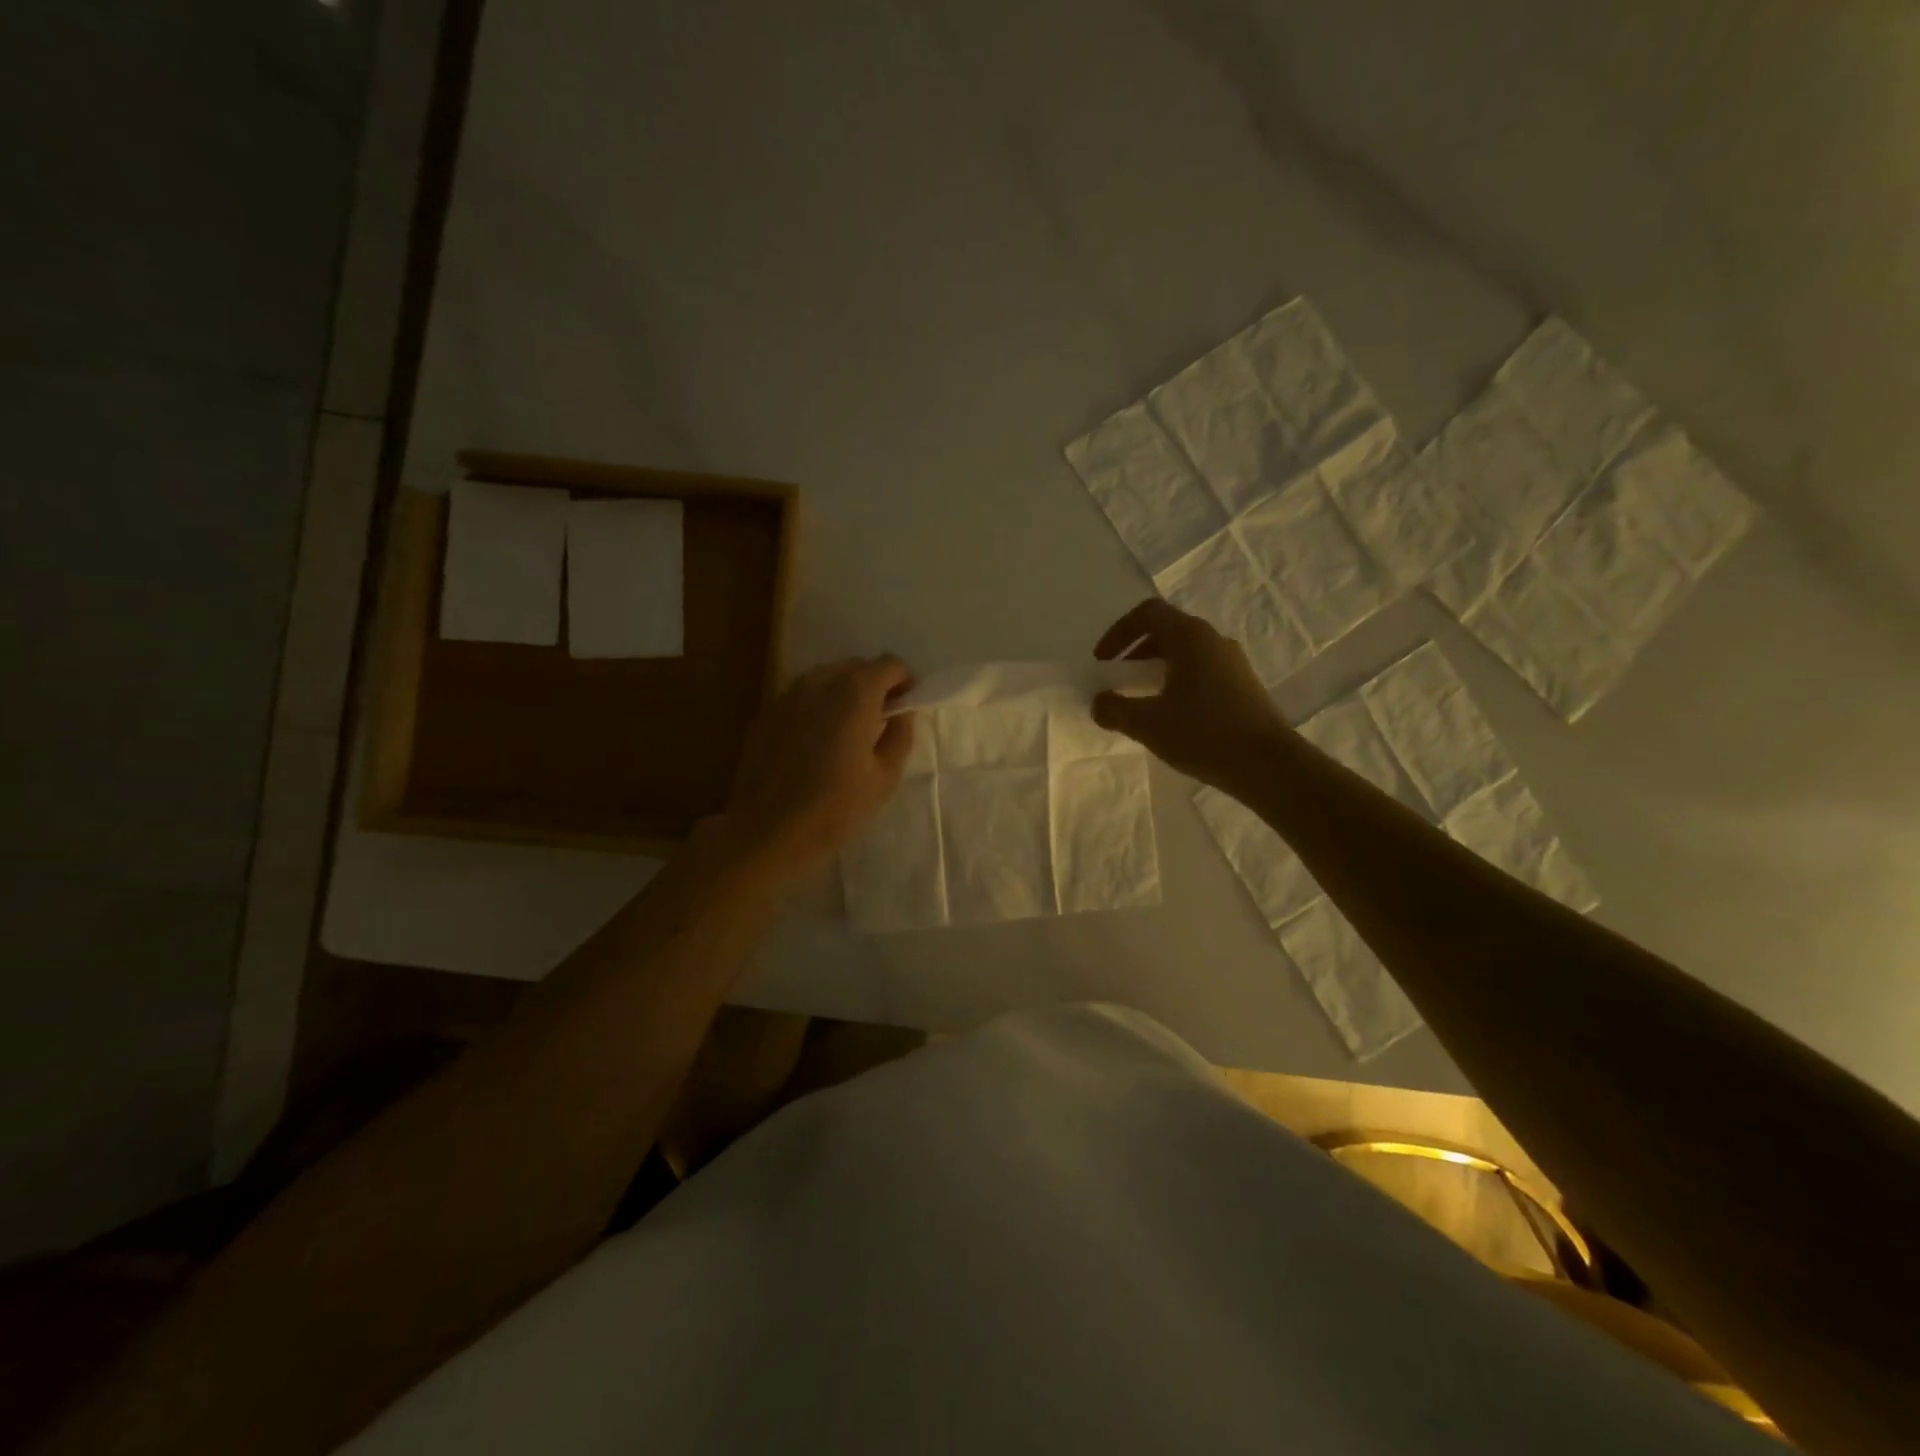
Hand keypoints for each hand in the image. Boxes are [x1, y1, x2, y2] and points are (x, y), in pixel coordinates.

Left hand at [725, 655, 916, 875]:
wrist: (767, 831)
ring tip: (848, 729)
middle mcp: (819, 682)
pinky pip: (803, 696)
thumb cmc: (835, 807)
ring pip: (827, 678)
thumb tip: (902, 713)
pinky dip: (818, 705)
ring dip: (844, 693)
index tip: (907, 706)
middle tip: (882, 718)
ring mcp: (788, 694)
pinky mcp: (767, 711)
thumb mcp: (885, 777)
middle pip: (856, 666)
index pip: (889, 664)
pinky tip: (817, 740)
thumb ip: (900, 735)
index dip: (904, 681)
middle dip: (875, 685)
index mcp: (854, 693)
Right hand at [1090, 599, 1288, 791]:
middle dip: (1134, 652)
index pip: (1147, 613)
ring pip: (1185, 652)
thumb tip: (1099, 703)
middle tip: (1117, 680)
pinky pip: (1201, 670)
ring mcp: (1232, 662)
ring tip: (1141, 700)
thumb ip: (1114, 709)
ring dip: (1156, 668)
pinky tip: (1172, 715)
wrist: (1269, 765)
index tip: (1103, 662)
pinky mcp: (1243, 685)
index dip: (1118, 632)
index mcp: (1190, 637)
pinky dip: (1177, 681)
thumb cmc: (1204, 734)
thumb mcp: (1148, 724)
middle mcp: (1213, 640)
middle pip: (1166, 630)